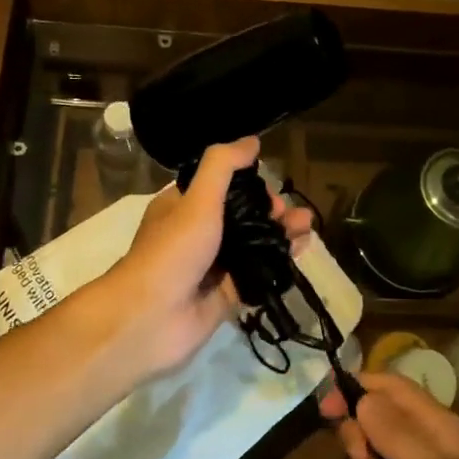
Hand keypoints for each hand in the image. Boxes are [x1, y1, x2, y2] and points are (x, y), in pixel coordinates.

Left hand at [101, 137, 314, 376]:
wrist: (150, 318)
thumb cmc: (172, 251)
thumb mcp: (198, 199)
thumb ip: (223, 166)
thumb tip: (253, 140)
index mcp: (184, 207)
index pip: (223, 186)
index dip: (250, 185)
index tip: (271, 191)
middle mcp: (198, 234)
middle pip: (244, 216)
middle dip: (272, 211)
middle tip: (292, 215)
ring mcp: (213, 267)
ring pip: (255, 245)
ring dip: (281, 234)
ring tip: (308, 229)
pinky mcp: (226, 296)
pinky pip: (258, 275)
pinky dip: (279, 264)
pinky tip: (300, 254)